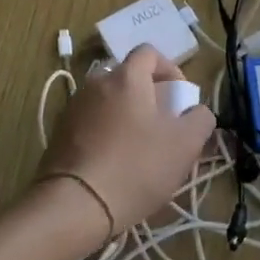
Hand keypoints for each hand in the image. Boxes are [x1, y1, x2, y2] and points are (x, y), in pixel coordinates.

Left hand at [37, 45, 214, 237]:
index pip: (149, 52)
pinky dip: (105, 133)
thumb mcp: (185, 145)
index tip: (179, 99)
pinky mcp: (59, 134)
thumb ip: (201, 119)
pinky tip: (113, 165)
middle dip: (148, 96)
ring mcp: (73, 108)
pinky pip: (90, 123)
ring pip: (108, 101)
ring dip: (126, 116)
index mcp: (126, 77)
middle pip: (128, 78)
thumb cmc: (136, 167)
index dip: (170, 70)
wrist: (73, 206)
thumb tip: (196, 112)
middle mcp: (96, 83)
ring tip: (138, 150)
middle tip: (162, 127)